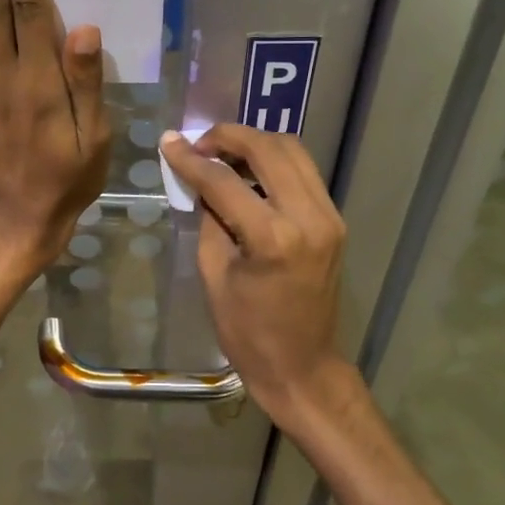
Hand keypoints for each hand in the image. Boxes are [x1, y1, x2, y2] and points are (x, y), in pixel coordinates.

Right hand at [160, 124, 360, 429]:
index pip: (225, 181)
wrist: (302, 367)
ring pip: (293, 151)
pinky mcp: (335, 221)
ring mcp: (329, 216)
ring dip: (255, 144)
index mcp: (273, 238)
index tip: (169, 143)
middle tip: (199, 144)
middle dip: (229, 137)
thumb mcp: (214, 274)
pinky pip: (304, 173)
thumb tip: (200, 180)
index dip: (191, 159)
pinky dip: (274, 163)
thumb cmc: (248, 332)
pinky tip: (249, 174)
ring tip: (222, 155)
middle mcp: (309, 217)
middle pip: (268, 148)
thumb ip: (209, 219)